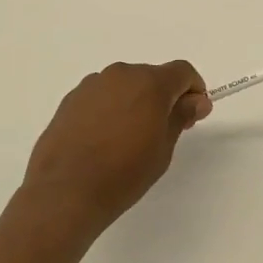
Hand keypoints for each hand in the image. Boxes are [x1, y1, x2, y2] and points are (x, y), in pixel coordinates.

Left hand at [21, 61, 211, 239]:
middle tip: (165, 130)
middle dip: (164, 97)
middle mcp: (121, 74)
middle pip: (152, 76)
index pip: (182, 71)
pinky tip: (105, 139)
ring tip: (130, 138)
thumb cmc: (124, 173)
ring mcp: (92, 84)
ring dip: (136, 101)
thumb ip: (181, 116)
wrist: (65, 191)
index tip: (194, 114)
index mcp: (149, 82)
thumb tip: (197, 100)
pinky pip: (102, 96)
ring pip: (125, 85)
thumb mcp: (163, 148)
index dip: (194, 89)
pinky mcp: (71, 99)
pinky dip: (111, 108)